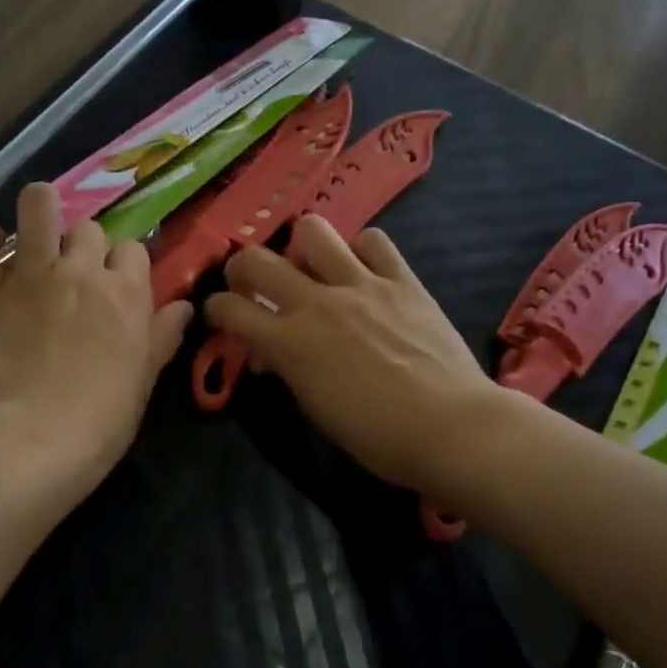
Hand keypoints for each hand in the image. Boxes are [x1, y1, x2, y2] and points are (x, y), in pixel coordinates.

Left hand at [0, 184, 192, 495]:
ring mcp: (30, 274)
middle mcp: (81, 271)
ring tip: (33, 224)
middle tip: (72, 272)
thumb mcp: (145, 378)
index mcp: (126, 292)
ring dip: (39, 208)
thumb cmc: (103, 417)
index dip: (124, 263)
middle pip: (88, 229)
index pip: (133, 249)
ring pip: (38, 207)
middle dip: (84, 244)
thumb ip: (163, 335)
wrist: (37, 439)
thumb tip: (184, 306)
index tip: (115, 282)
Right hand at [203, 216, 500, 494]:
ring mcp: (362, 285)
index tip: (221, 315)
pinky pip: (374, 241)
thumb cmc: (377, 437)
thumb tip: (272, 353)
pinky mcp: (403, 280)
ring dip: (300, 247)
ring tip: (312, 268)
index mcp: (290, 343)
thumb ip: (287, 369)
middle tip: (252, 283)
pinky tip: (363, 270)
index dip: (216, 309)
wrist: (450, 427)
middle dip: (242, 267)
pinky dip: (361, 250)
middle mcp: (318, 303)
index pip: (230, 309)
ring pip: (312, 231)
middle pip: (257, 259)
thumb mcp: (315, 407)